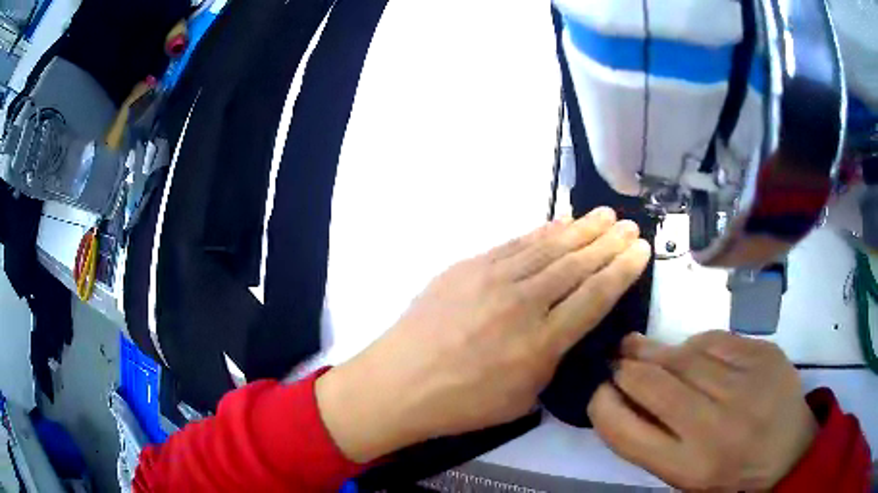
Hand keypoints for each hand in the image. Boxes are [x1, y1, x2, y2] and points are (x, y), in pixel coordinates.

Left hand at [316, 207, 650, 461]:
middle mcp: (524, 303)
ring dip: (581, 229)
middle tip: (629, 226)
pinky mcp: (468, 266)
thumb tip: (565, 326)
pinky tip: (559, 223)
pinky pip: (515, 244)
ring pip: (549, 247)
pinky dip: (542, 232)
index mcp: (542, 343)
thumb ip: (552, 360)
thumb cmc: (462, 404)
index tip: (641, 249)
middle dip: (609, 242)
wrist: (400, 383)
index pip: (596, 296)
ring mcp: (493, 279)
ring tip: (604, 216)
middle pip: (577, 264)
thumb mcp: (523, 398)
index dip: (623, 270)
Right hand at [589, 331, 817, 490]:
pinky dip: (694, 344)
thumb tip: (621, 393)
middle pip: (652, 384)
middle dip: (625, 368)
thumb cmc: (729, 472)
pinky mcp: (763, 355)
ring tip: (641, 347)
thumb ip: (652, 439)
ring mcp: (745, 385)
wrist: (787, 450)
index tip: (598, 392)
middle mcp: (714, 426)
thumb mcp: (684, 474)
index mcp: (688, 466)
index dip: (602, 406)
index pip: (626, 431)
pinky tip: (690, 351)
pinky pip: (715, 340)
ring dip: (655, 351)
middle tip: (616, 360)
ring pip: (683, 354)